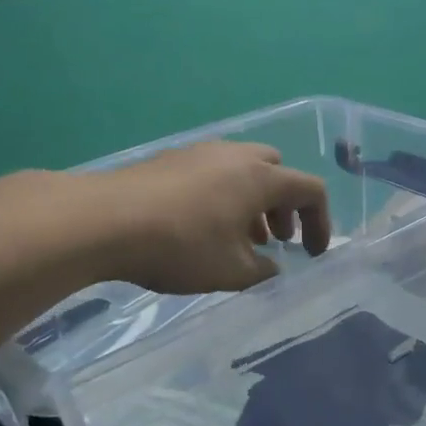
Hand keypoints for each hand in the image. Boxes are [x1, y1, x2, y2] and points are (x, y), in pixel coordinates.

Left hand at [93, 142, 330, 293]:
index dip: (321, 223)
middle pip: (277, 171)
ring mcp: (199, 154)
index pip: (311, 190)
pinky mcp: (169, 161)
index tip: (312, 254)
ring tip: (242, 238)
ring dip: (253, 202)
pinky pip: (213, 173)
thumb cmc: (181, 247)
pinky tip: (203, 228)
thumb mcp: (232, 272)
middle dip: (285, 206)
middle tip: (277, 238)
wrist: (104, 221)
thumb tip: (272, 268)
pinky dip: (224, 197)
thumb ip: (263, 272)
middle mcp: (235, 156)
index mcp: (260, 178)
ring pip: (243, 171)